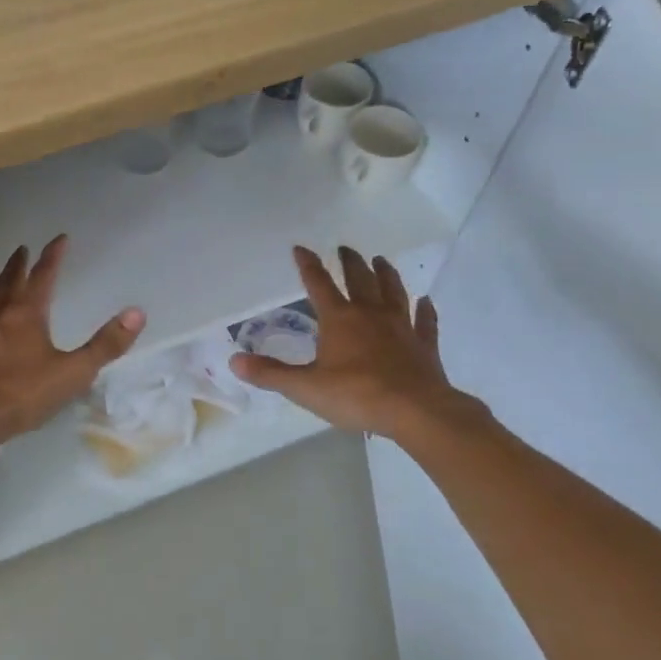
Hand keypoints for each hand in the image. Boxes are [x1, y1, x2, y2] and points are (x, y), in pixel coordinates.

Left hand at [0, 236, 144, 456]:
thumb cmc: (24, 393)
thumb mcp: (74, 372)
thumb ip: (106, 344)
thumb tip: (137, 313)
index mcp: (27, 314)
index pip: (43, 276)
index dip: (52, 257)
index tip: (59, 239)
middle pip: (8, 281)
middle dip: (17, 264)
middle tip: (21, 249)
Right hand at [230, 245, 486, 440]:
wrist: (415, 411)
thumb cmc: (355, 395)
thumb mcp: (304, 387)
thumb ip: (270, 374)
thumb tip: (234, 361)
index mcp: (339, 319)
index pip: (319, 284)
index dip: (308, 265)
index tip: (301, 248)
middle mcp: (370, 314)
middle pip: (360, 280)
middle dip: (350, 262)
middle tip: (345, 248)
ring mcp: (401, 327)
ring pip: (394, 292)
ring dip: (387, 275)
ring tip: (381, 260)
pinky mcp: (424, 345)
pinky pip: (425, 322)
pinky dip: (425, 310)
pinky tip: (426, 302)